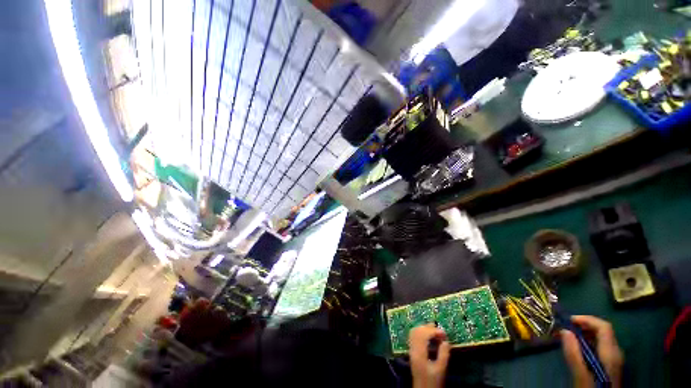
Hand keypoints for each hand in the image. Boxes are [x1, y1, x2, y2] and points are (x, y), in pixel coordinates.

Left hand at [409, 324, 450, 387]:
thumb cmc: (433, 382)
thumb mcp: (440, 370)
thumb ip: (443, 355)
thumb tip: (446, 341)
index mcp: (419, 353)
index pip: (423, 334)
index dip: (433, 331)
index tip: (444, 333)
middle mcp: (412, 349)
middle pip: (417, 331)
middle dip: (428, 328)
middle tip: (440, 331)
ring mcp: (411, 350)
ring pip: (414, 332)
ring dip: (424, 329)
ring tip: (435, 332)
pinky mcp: (412, 352)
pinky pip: (414, 337)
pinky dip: (421, 333)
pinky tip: (429, 337)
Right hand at [560, 315, 623, 387]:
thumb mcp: (581, 375)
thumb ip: (574, 354)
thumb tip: (564, 331)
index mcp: (611, 353)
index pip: (603, 327)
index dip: (587, 319)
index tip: (568, 320)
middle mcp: (616, 353)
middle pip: (603, 331)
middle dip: (584, 326)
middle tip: (566, 328)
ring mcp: (615, 360)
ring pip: (602, 339)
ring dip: (585, 334)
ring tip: (569, 338)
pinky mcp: (611, 365)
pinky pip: (601, 347)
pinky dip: (589, 343)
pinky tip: (579, 350)